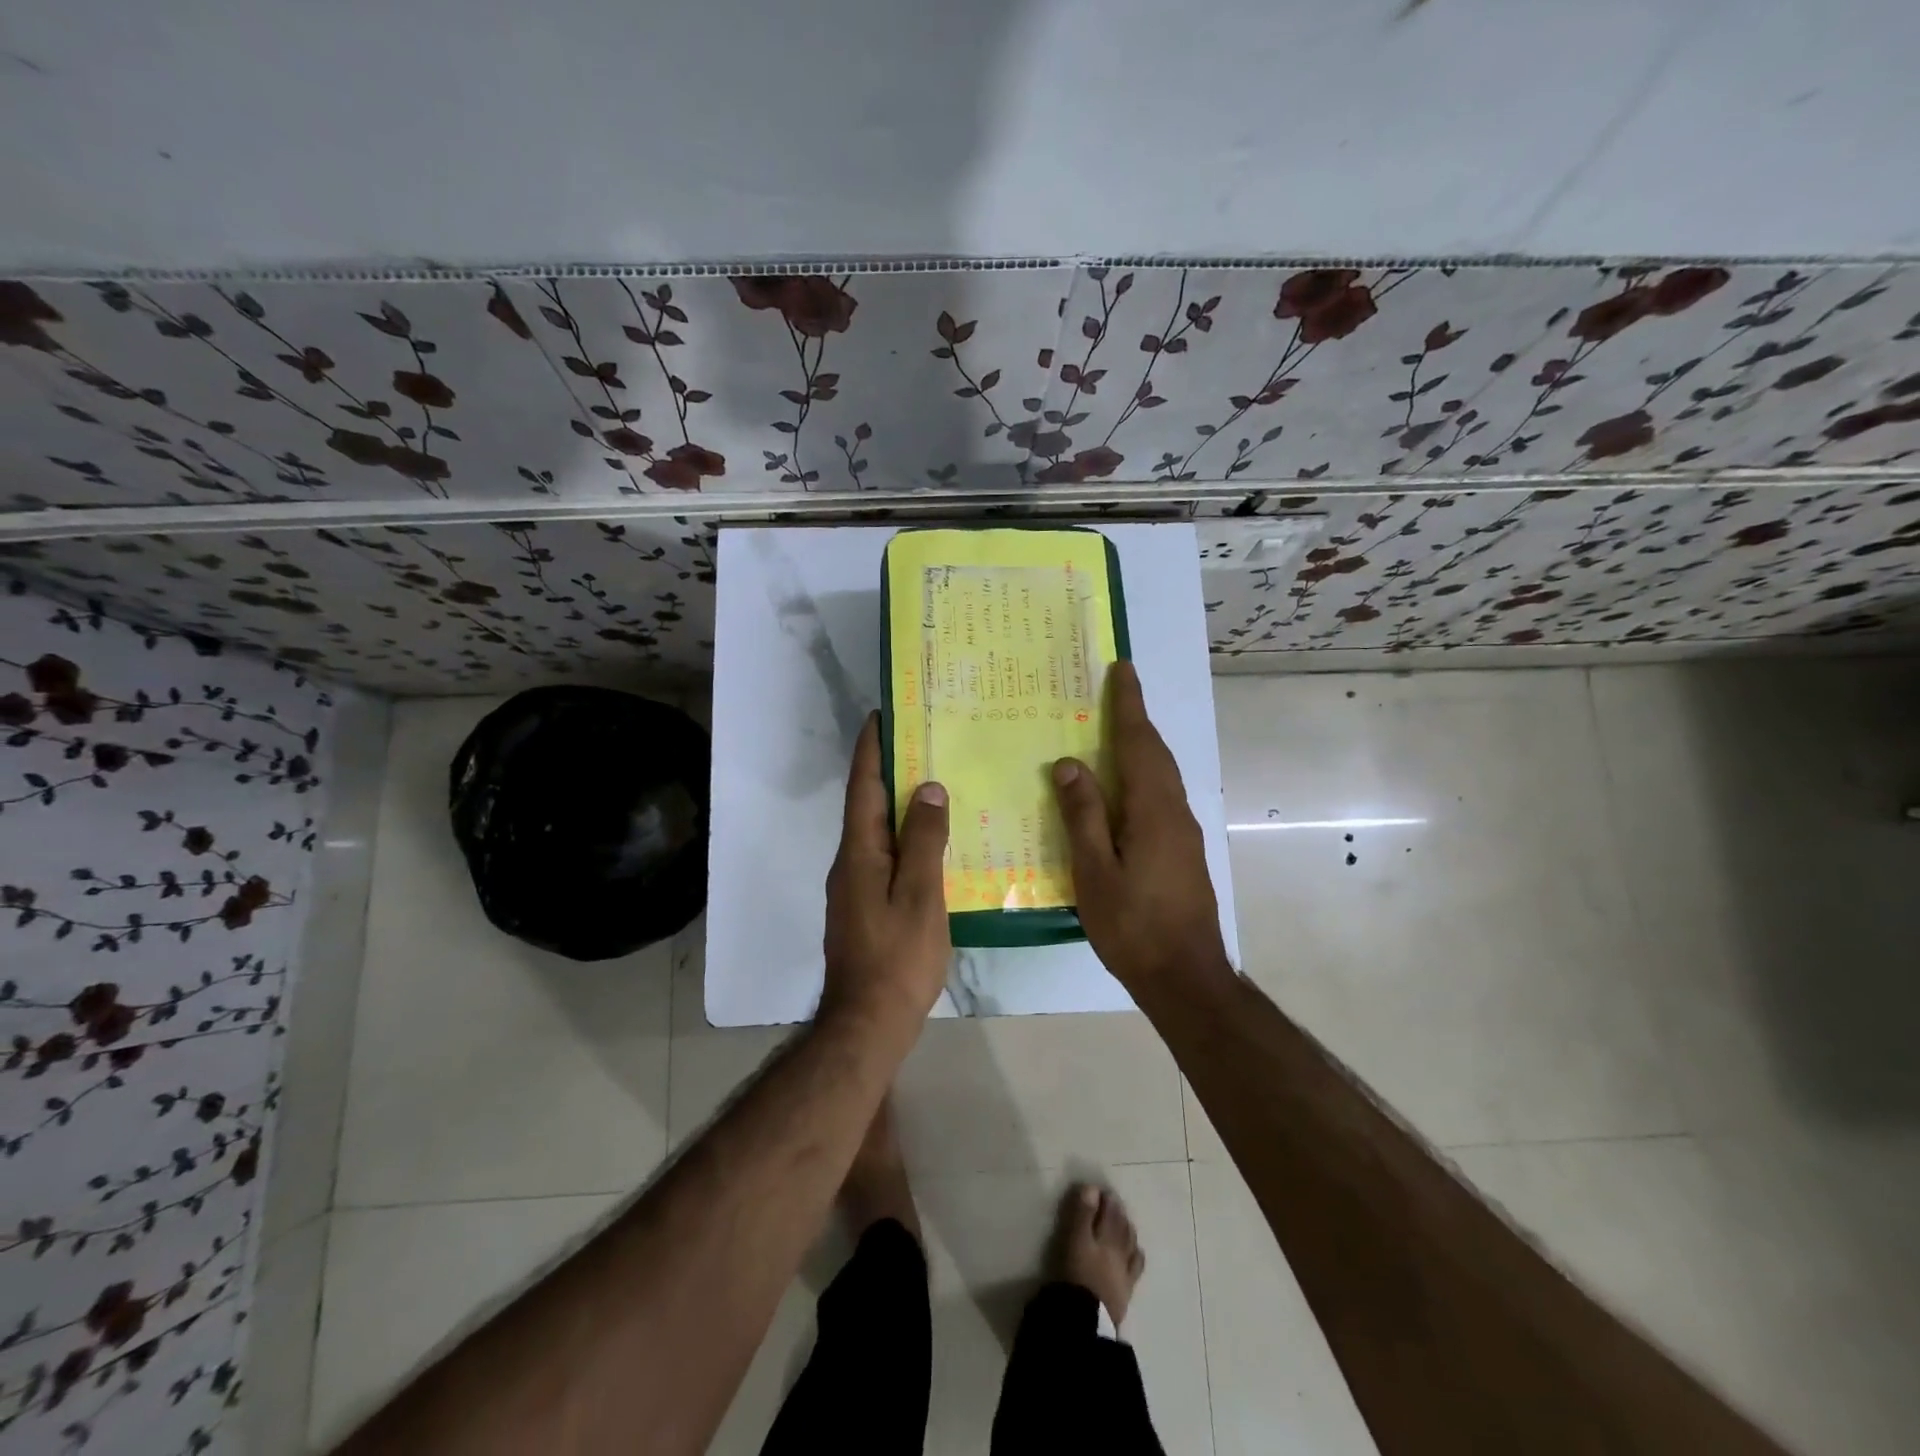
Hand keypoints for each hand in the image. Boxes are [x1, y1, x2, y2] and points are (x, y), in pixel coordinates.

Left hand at [820, 712, 951, 1033]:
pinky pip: (884, 856)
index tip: (882, 714)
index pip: (864, 787)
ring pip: (876, 832)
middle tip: (921, 742)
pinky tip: (931, 844)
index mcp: (860, 852)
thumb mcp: (920, 896)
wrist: (867, 1023)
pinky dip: (904, 838)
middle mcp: (850, 862)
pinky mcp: (863, 907)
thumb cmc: (898, 957)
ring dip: (897, 804)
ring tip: (932, 785)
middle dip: (888, 770)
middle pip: (867, 805)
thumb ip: (925, 841)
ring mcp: (853, 887)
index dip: (871, 749)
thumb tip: (929, 789)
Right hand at [1052, 661, 1230, 994]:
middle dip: (1137, 719)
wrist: (1186, 977)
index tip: (1123, 669)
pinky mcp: (1183, 852)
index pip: (1140, 743)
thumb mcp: (1094, 872)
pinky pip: (1161, 798)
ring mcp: (1184, 834)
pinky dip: (1142, 777)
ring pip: (1161, 776)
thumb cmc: (1133, 925)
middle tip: (1116, 691)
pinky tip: (1122, 791)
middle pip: (1156, 754)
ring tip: (1114, 732)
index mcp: (1153, 810)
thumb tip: (1070, 764)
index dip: (1130, 705)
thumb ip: (1083, 816)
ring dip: (1141, 747)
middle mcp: (1175, 812)